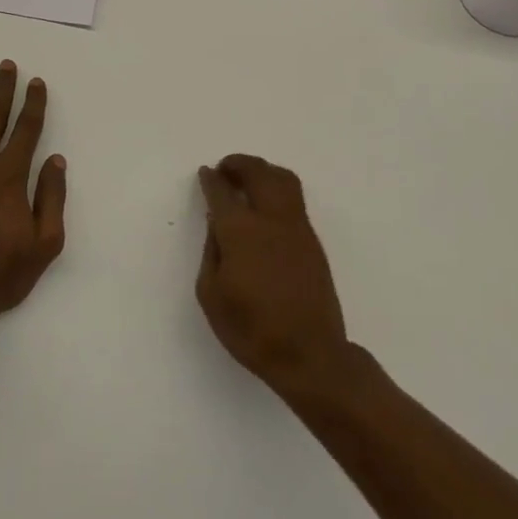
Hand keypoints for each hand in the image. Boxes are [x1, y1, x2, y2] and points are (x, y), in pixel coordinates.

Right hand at [196, 155, 348, 394]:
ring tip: (248, 179)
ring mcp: (297, 228)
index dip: (211, 180)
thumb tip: (216, 224)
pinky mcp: (313, 241)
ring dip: (263, 170)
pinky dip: (277, 188)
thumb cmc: (250, 329)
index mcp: (241, 231)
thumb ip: (211, 251)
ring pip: (283, 179)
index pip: (222, 192)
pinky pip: (294, 199)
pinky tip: (266, 205)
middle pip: (258, 173)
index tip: (205, 173)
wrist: (308, 354)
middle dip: (239, 164)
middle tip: (224, 168)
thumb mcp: (211, 294)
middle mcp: (271, 219)